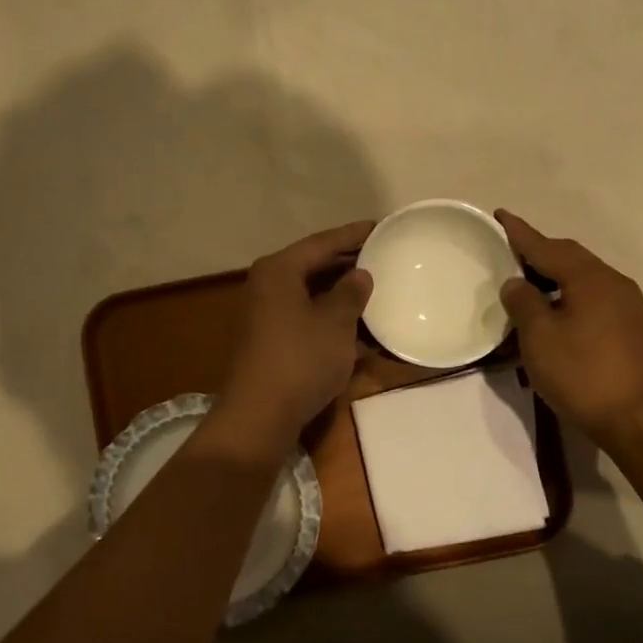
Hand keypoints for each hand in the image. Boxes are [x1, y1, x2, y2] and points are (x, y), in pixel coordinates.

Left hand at [210, 221, 375, 460]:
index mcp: (278, 271)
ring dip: (343, 297)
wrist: (260, 416)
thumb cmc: (300, 360)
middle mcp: (266, 287)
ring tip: (378, 292)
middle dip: (348, 265)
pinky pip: (307, 321)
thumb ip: (351, 293)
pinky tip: (362, 332)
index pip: (321, 243)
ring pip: (312, 297)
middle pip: (313, 267)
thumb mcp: (336, 323)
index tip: (380, 226)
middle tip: (383, 258)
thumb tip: (360, 275)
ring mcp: (265, 317)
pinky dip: (332, 323)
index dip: (353, 235)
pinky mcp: (270, 343)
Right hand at [496, 210, 642, 447]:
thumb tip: (516, 283)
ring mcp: (626, 304)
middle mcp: (613, 282)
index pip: (547, 246)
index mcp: (590, 278)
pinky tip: (553, 311)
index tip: (499, 216)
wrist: (636, 418)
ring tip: (526, 283)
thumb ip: (523, 303)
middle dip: (538, 252)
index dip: (520, 233)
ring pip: (583, 277)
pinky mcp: (630, 326)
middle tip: (509, 252)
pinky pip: (592, 296)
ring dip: (553, 275)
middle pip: (569, 257)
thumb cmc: (581, 374)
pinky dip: (568, 294)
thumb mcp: (539, 338)